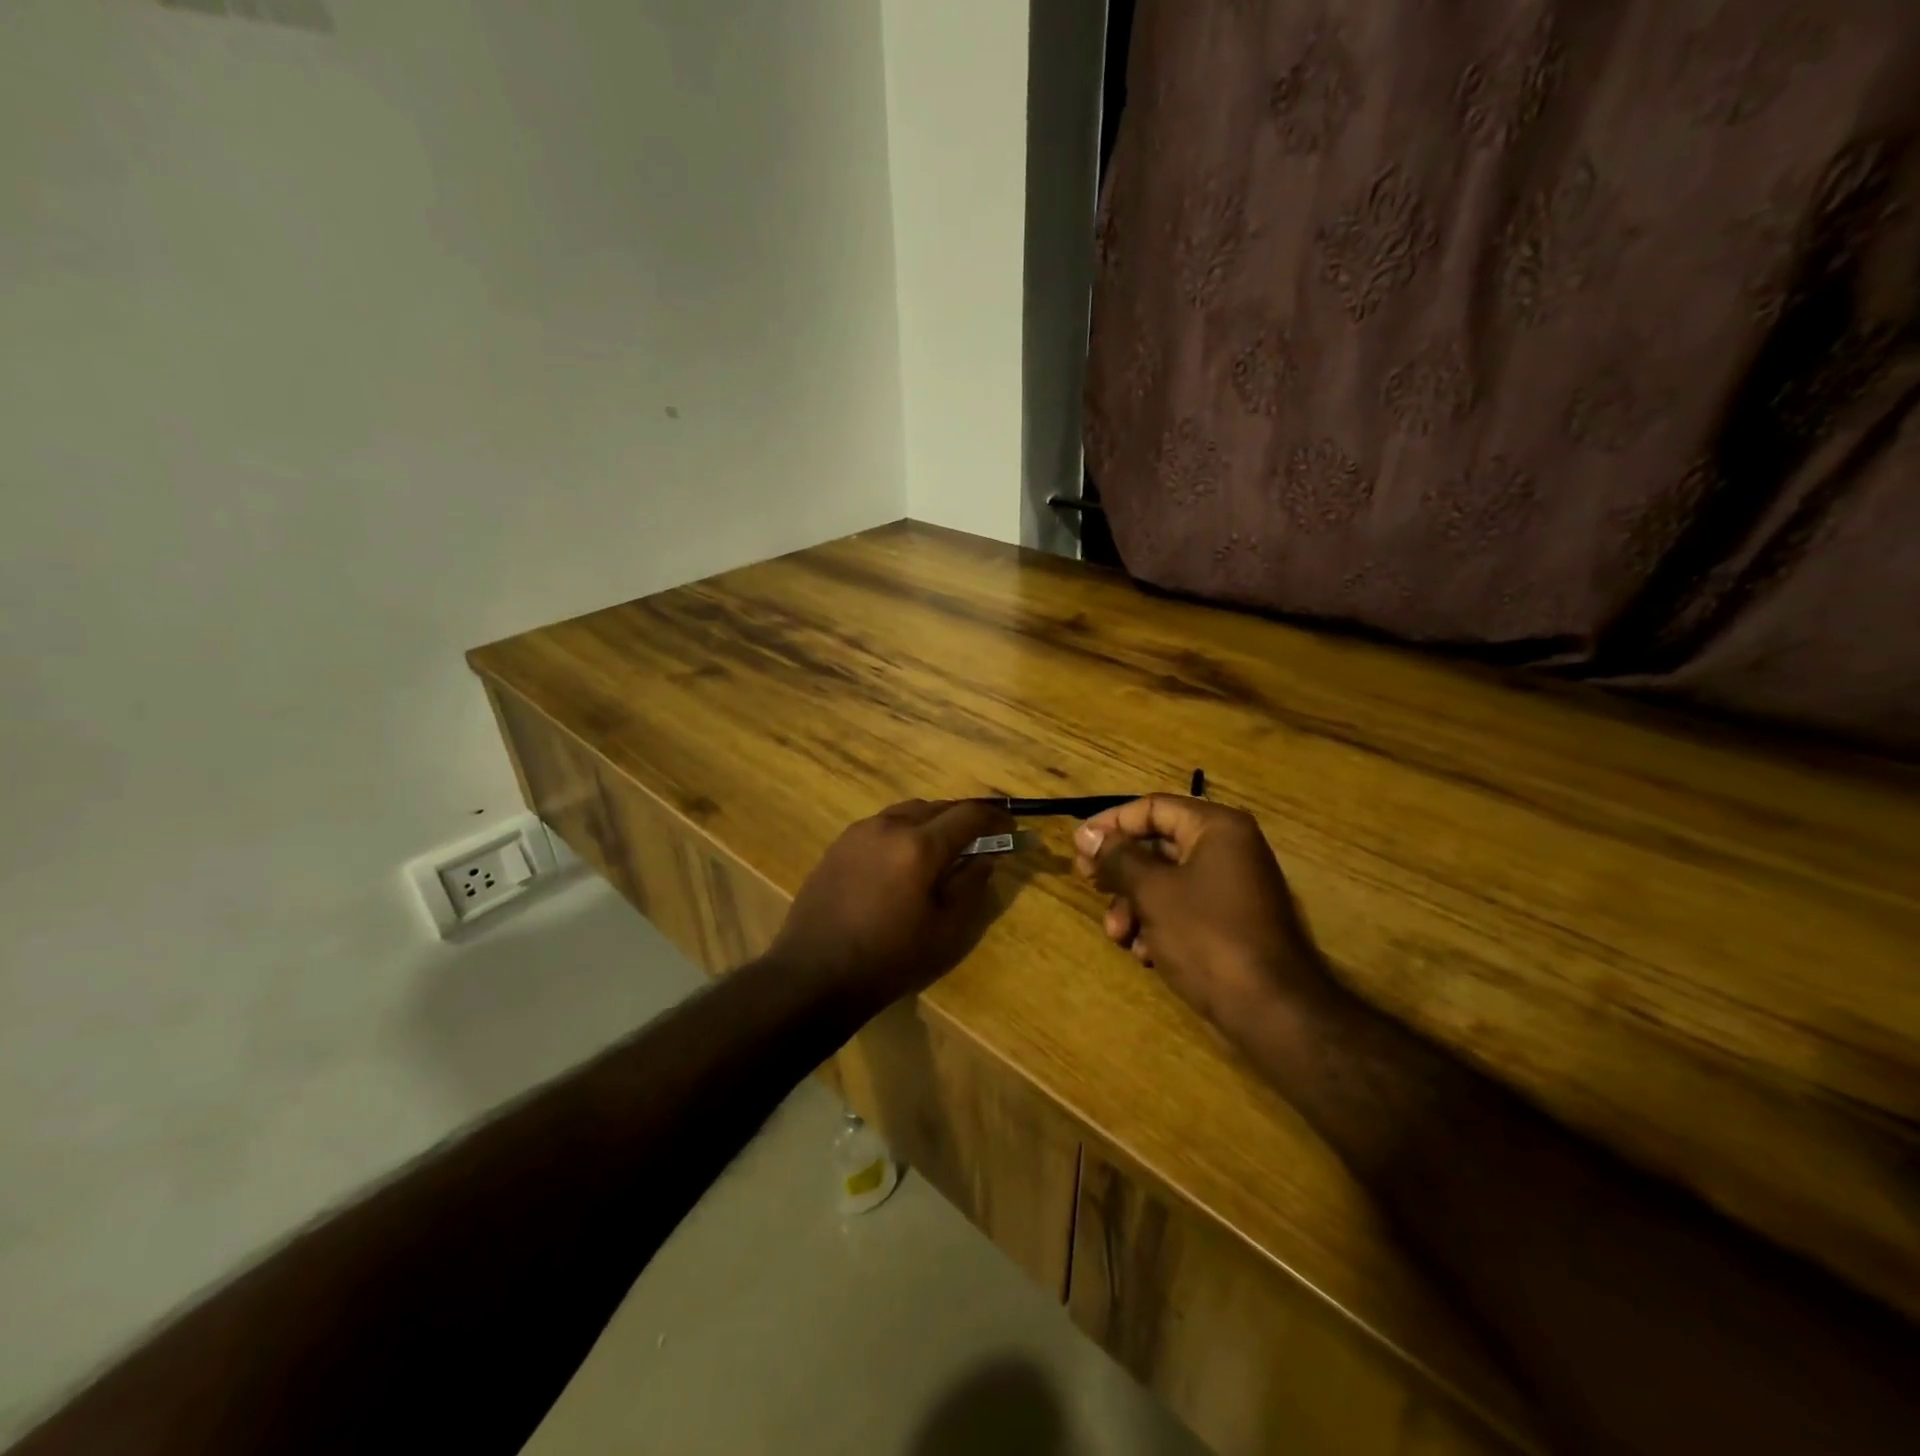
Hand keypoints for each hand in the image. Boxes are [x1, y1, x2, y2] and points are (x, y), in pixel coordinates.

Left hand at [771, 799, 1015, 1009]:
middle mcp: (889, 826)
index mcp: (919, 846)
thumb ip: (971, 885)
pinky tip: (903, 860)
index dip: (995, 818)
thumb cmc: (890, 959)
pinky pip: (881, 825)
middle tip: (980, 840)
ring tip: (941, 849)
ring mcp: (859, 832)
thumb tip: (987, 856)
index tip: (1011, 828)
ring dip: (931, 822)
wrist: (814, 974)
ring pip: (907, 812)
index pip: (969, 815)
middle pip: (937, 807)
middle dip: (963, 819)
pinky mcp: (839, 844)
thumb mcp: (945, 930)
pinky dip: (903, 832)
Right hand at [1072, 796, 1335, 1042]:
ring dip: (1135, 904)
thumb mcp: (1152, 892)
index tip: (1078, 846)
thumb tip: (1087, 833)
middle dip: (1121, 871)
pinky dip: (1159, 924)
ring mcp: (1233, 886)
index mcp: (1217, 828)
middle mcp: (1229, 849)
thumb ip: (1117, 857)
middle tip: (1089, 884)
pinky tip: (1145, 952)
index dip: (1112, 823)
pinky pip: (1185, 907)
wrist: (1272, 1010)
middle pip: (1159, 845)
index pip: (1153, 808)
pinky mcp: (1232, 921)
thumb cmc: (1207, 937)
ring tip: (1118, 935)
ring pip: (1167, 881)